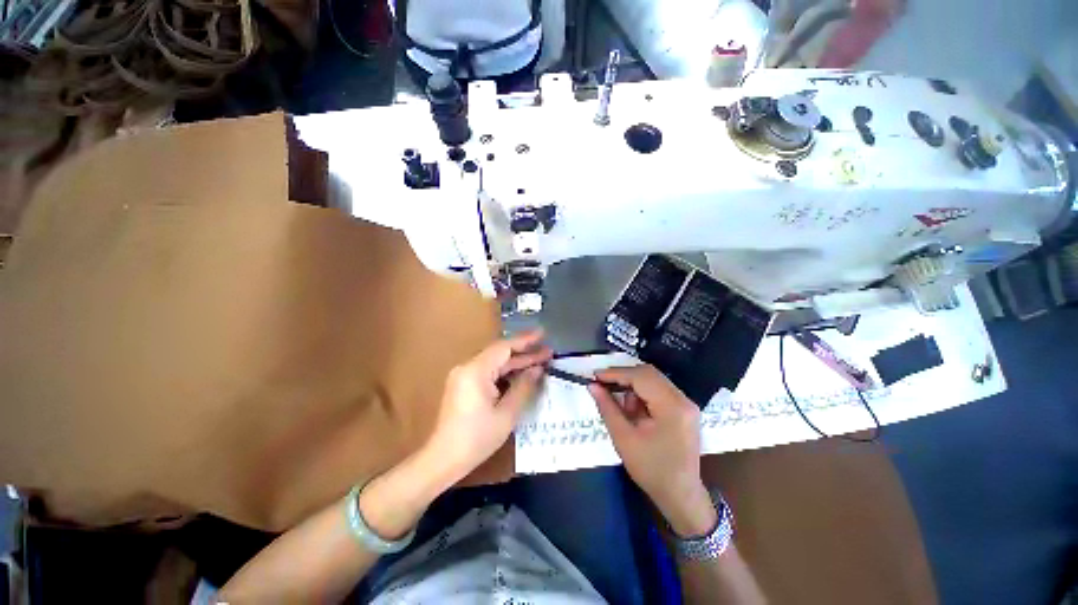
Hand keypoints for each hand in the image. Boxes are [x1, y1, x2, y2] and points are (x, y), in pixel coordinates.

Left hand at [424, 330, 551, 482]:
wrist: (443, 459)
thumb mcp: (506, 414)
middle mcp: (467, 367)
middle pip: (500, 353)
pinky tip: (521, 374)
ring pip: (495, 362)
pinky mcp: (463, 384)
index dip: (525, 340)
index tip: (543, 334)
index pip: (504, 347)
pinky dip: (505, 372)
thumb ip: (523, 387)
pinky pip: (488, 371)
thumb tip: (537, 369)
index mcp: (475, 370)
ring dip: (516, 362)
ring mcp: (463, 375)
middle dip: (524, 353)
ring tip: (540, 361)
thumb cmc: (476, 438)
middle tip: (547, 352)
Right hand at [589, 365, 715, 536]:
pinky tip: (634, 412)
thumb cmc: (651, 470)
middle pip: (649, 374)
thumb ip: (607, 407)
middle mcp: (683, 399)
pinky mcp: (683, 409)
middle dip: (623, 377)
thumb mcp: (623, 438)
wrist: (680, 496)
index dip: (616, 373)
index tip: (595, 375)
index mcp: (672, 407)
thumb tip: (592, 385)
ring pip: (653, 380)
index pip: (642, 377)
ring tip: (622, 409)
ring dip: (633, 387)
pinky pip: (658, 391)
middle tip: (603, 384)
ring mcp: (686, 403)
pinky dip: (642, 395)